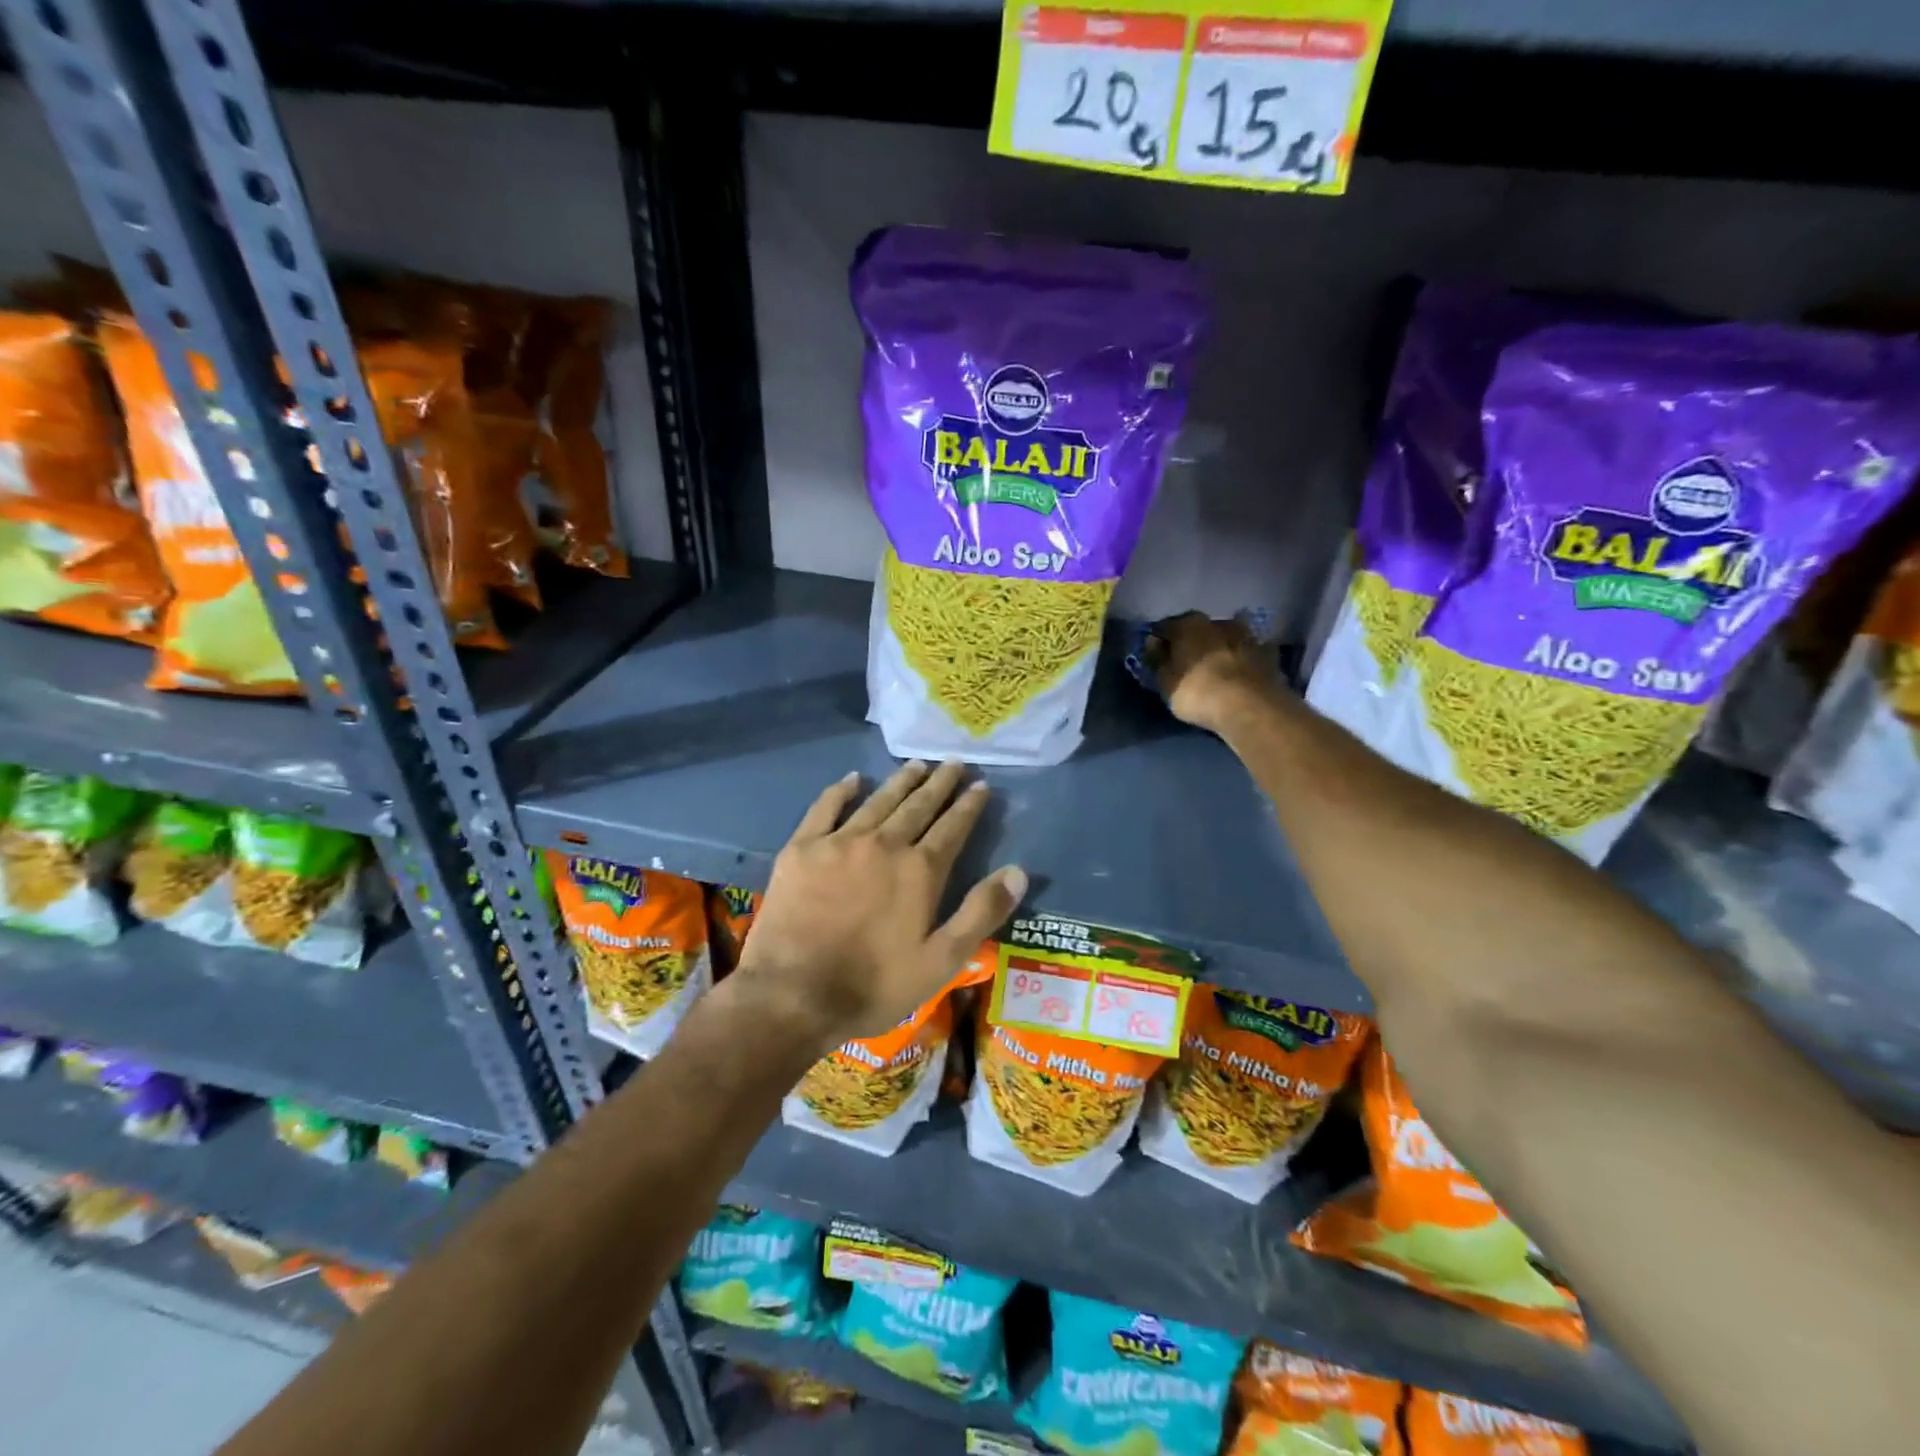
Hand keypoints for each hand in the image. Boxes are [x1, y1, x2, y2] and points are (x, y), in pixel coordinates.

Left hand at [733, 761, 1026, 1048]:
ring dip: (901, 781)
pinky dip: (841, 790)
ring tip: (917, 764)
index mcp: (919, 871)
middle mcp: (884, 844)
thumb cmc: (873, 985)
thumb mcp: (941, 961)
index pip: (952, 827)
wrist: (792, 994)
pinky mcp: (802, 849)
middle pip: (918, 806)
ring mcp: (840, 842)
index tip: (980, 784)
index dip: (969, 805)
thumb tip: (1018, 871)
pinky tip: (854, 779)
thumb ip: (980, 913)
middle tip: (953, 763)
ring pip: (879, 801)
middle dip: (939, 783)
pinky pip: (825, 807)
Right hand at [1146, 611, 1286, 735]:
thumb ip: (1158, 660)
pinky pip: (1248, 655)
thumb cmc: (1197, 692)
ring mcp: (1248, 636)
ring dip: (1219, 650)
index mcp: (1189, 624)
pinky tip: (1238, 675)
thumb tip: (1154, 644)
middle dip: (1192, 643)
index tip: (1155, 655)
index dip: (1160, 641)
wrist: (1251, 707)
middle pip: (1200, 630)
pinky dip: (1242, 662)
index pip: (1166, 627)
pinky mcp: (1269, 655)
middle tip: (1186, 663)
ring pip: (1226, 640)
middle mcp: (1219, 622)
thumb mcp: (1165, 681)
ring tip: (1213, 670)